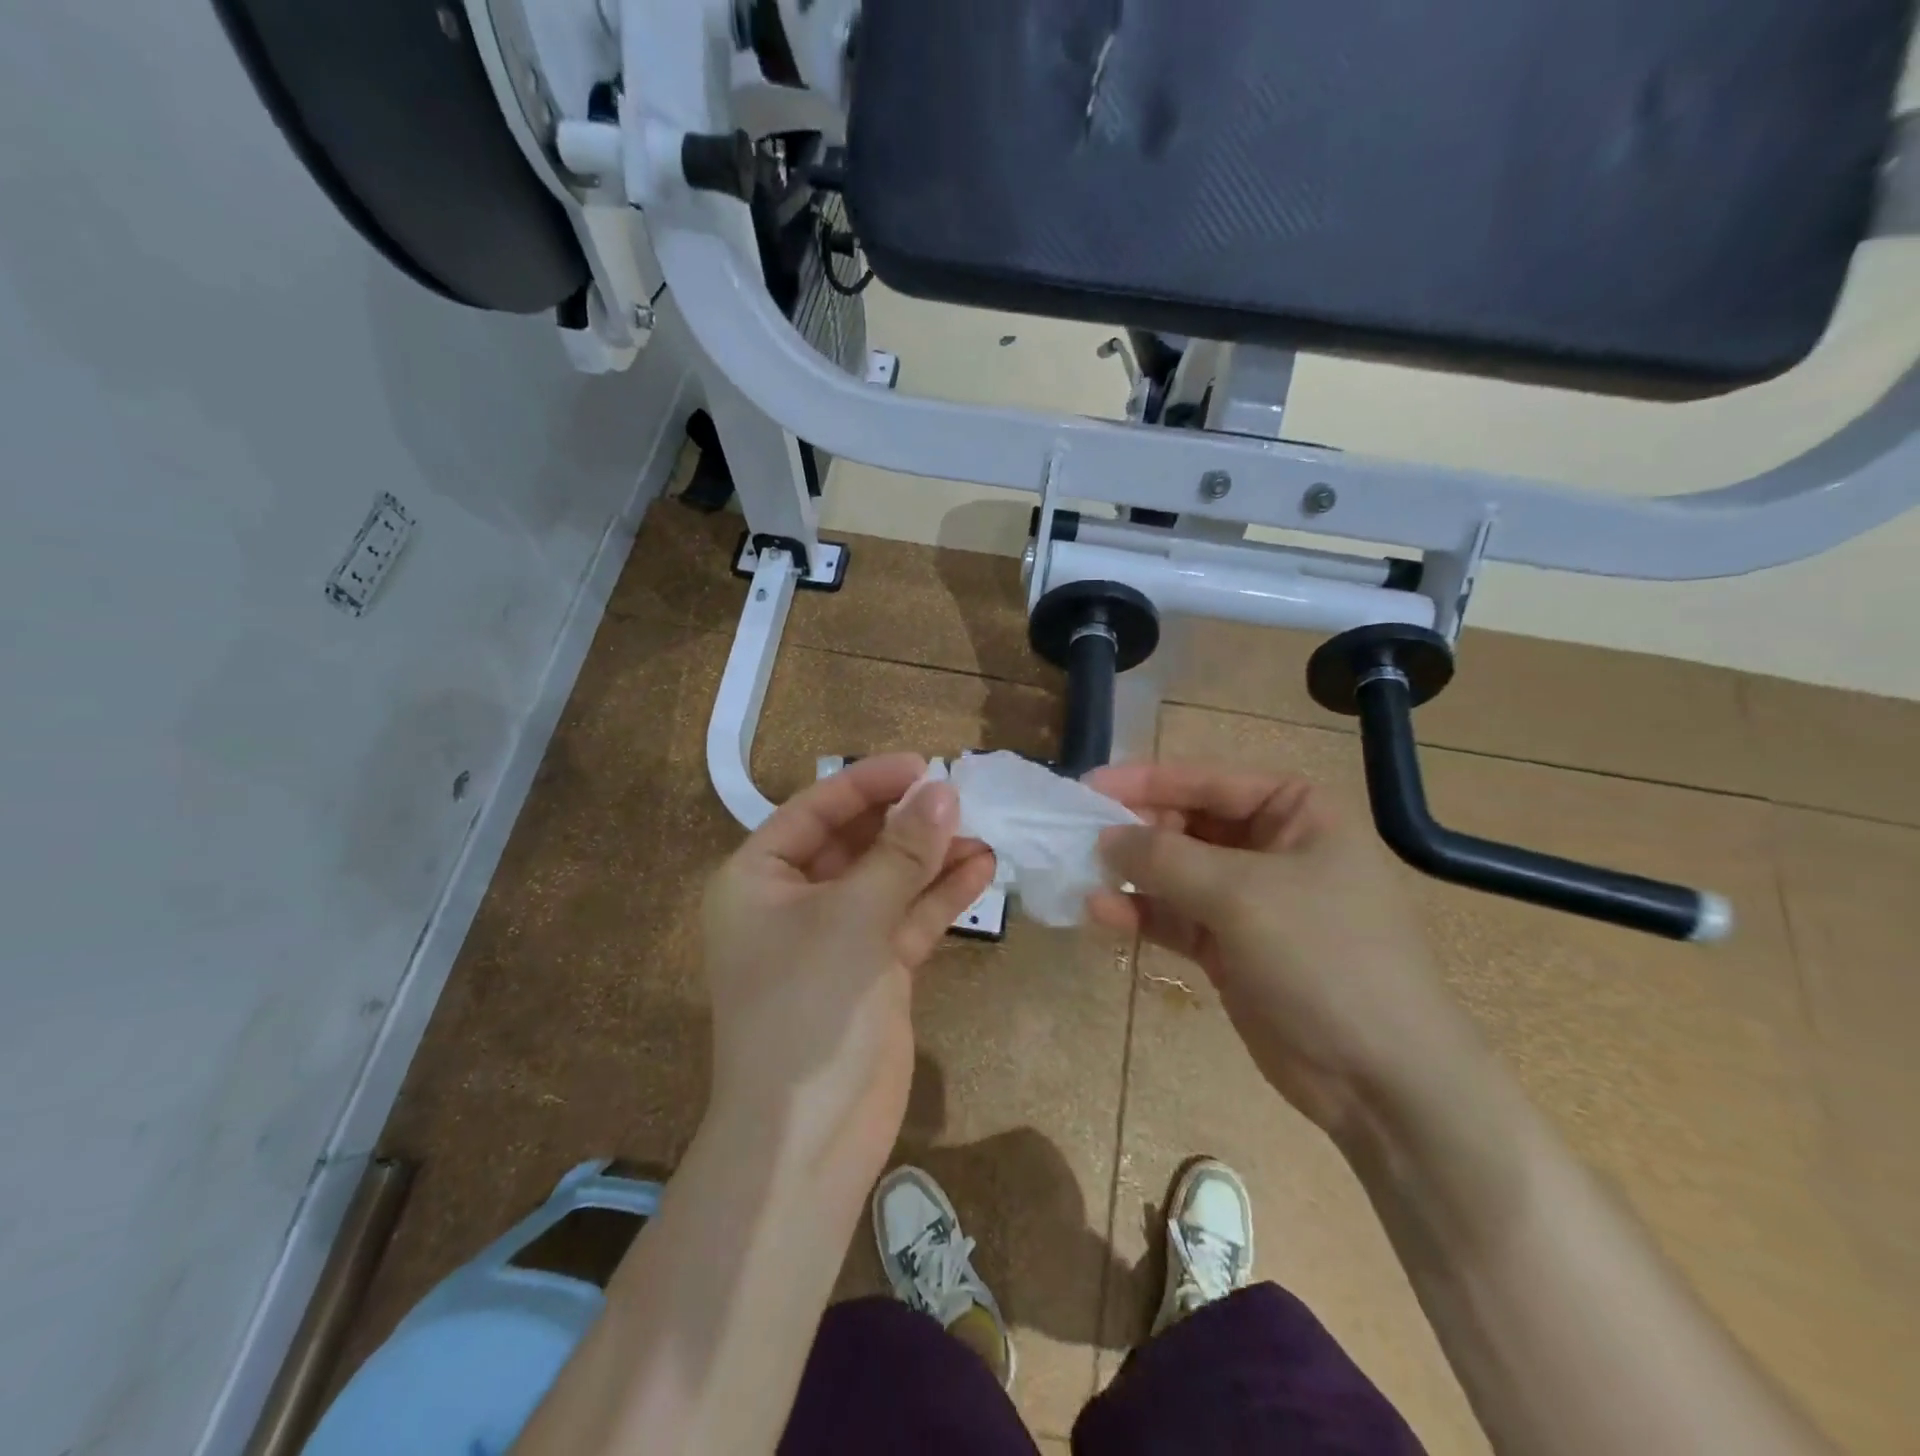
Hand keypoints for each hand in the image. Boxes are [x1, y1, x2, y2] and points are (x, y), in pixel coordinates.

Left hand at [701, 754, 996, 1175]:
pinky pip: (906, 917)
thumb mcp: (853, 918)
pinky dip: (939, 895)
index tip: (926, 765)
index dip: (869, 782)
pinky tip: (981, 869)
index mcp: (759, 878)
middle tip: (963, 797)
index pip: (816, 809)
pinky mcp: (871, 970)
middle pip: (855, 841)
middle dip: (906, 820)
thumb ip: (900, 852)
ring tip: (983, 831)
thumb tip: (943, 791)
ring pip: (887, 879)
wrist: (809, 1140)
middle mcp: (793, 901)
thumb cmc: (809, 1009)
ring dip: (931, 856)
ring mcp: (835, 937)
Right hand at [1084, 762, 1468, 1135]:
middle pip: (1187, 825)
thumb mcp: (1243, 895)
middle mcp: (1272, 847)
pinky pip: (1175, 918)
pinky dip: (1140, 914)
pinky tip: (1099, 912)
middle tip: (1077, 836)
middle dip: (1134, 832)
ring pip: (1175, 873)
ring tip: (1079, 873)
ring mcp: (1250, 901)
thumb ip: (1165, 858)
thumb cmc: (1326, 958)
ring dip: (1130, 875)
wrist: (1382, 1080)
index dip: (1146, 781)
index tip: (1088, 787)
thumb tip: (1104, 837)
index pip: (1208, 780)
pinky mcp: (1230, 948)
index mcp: (1296, 812)